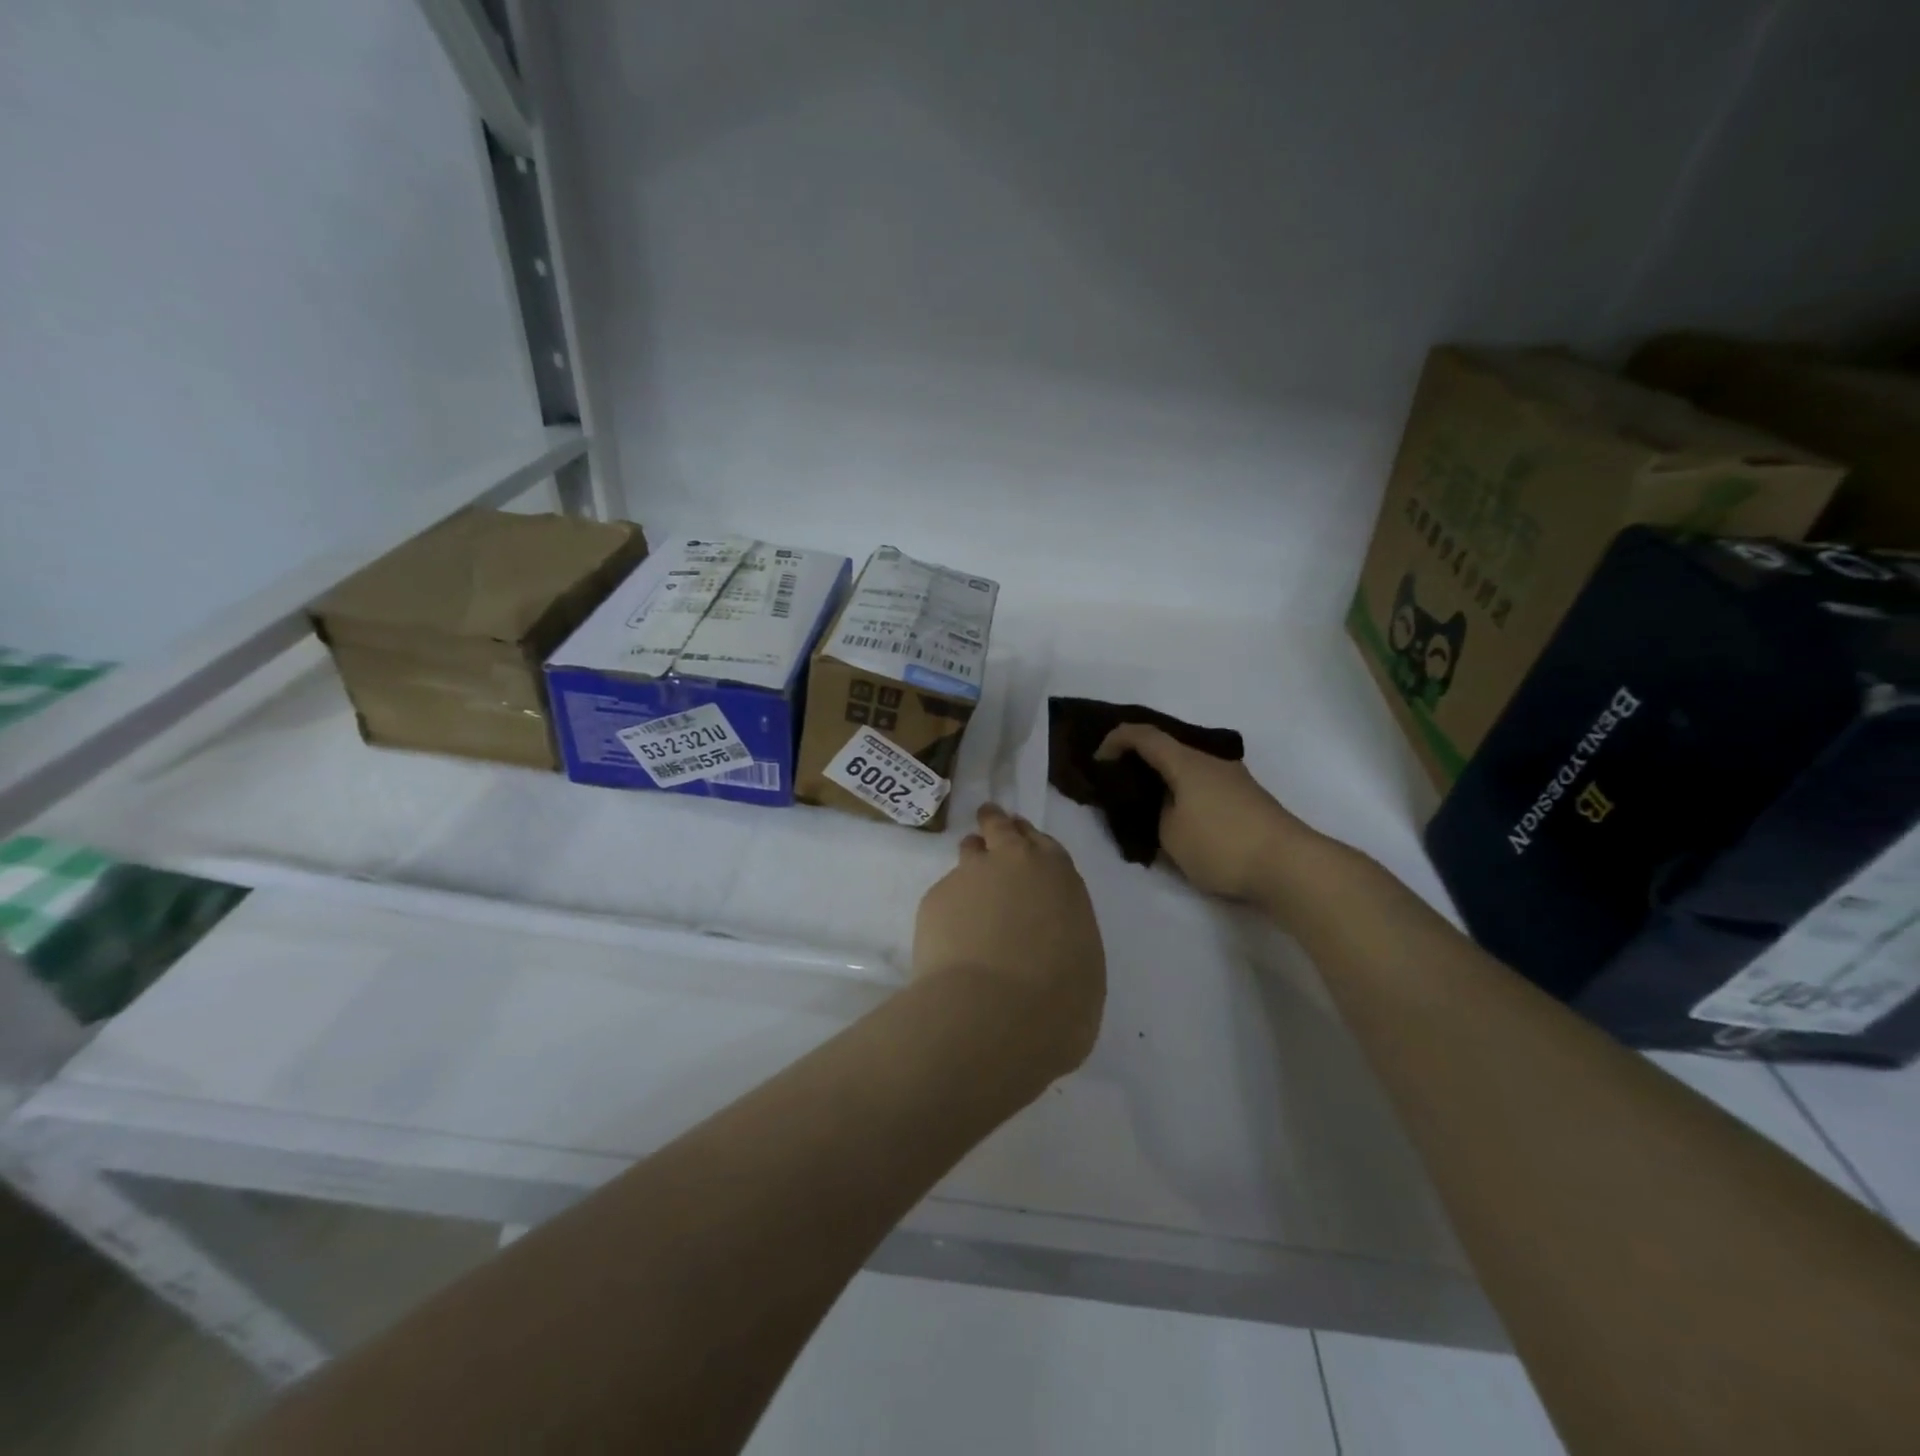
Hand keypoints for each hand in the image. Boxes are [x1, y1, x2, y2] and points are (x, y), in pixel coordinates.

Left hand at [913, 804, 1105, 1070]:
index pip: (1043, 844)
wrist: (994, 1013)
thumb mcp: (1081, 964)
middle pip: (1001, 828)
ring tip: (969, 884)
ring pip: (968, 852)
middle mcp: (1013, 862)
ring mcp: (968, 876)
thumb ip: (1063, 936)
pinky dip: (948, 910)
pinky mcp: (934, 899)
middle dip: (996, 825)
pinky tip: (949, 938)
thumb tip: (1047, 946)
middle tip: (990, 822)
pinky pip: (944, 896)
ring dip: (971, 860)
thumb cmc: (1060, 999)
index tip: (1023, 842)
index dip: (1031, 842)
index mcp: (1058, 875)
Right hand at [1095, 725, 1319, 900]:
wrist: (1291, 866)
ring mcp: (1234, 779)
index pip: (1143, 735)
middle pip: (1168, 748)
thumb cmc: (1222, 845)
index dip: (1115, 740)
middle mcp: (1211, 761)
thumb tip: (1162, 803)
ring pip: (1188, 768)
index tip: (1097, 760)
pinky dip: (1185, 792)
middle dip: (1140, 760)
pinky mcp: (1248, 799)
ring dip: (1165, 779)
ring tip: (1148, 804)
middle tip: (1119, 781)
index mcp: (1186, 761)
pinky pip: (1204, 785)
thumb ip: (1156, 813)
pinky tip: (1180, 817)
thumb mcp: (1170, 834)